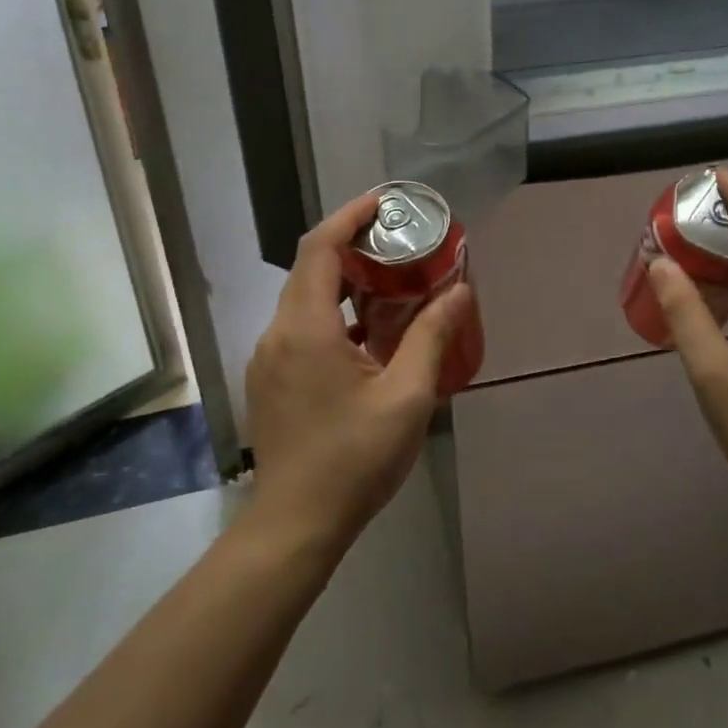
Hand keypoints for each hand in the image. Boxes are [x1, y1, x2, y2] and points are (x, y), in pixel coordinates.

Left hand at [245, 193, 473, 551]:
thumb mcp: (406, 397)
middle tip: (399, 242)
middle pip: (311, 268)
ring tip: (390, 281)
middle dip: (352, 246)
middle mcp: (279, 332)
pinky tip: (368, 334)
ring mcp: (269, 357)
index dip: (350, 216)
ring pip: (305, 298)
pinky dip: (334, 313)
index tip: (384, 202)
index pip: (319, 247)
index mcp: (306, 328)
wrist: (295, 525)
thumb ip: (432, 337)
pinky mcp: (271, 379)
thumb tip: (458, 291)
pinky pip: (301, 326)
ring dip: (344, 281)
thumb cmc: (353, 459)